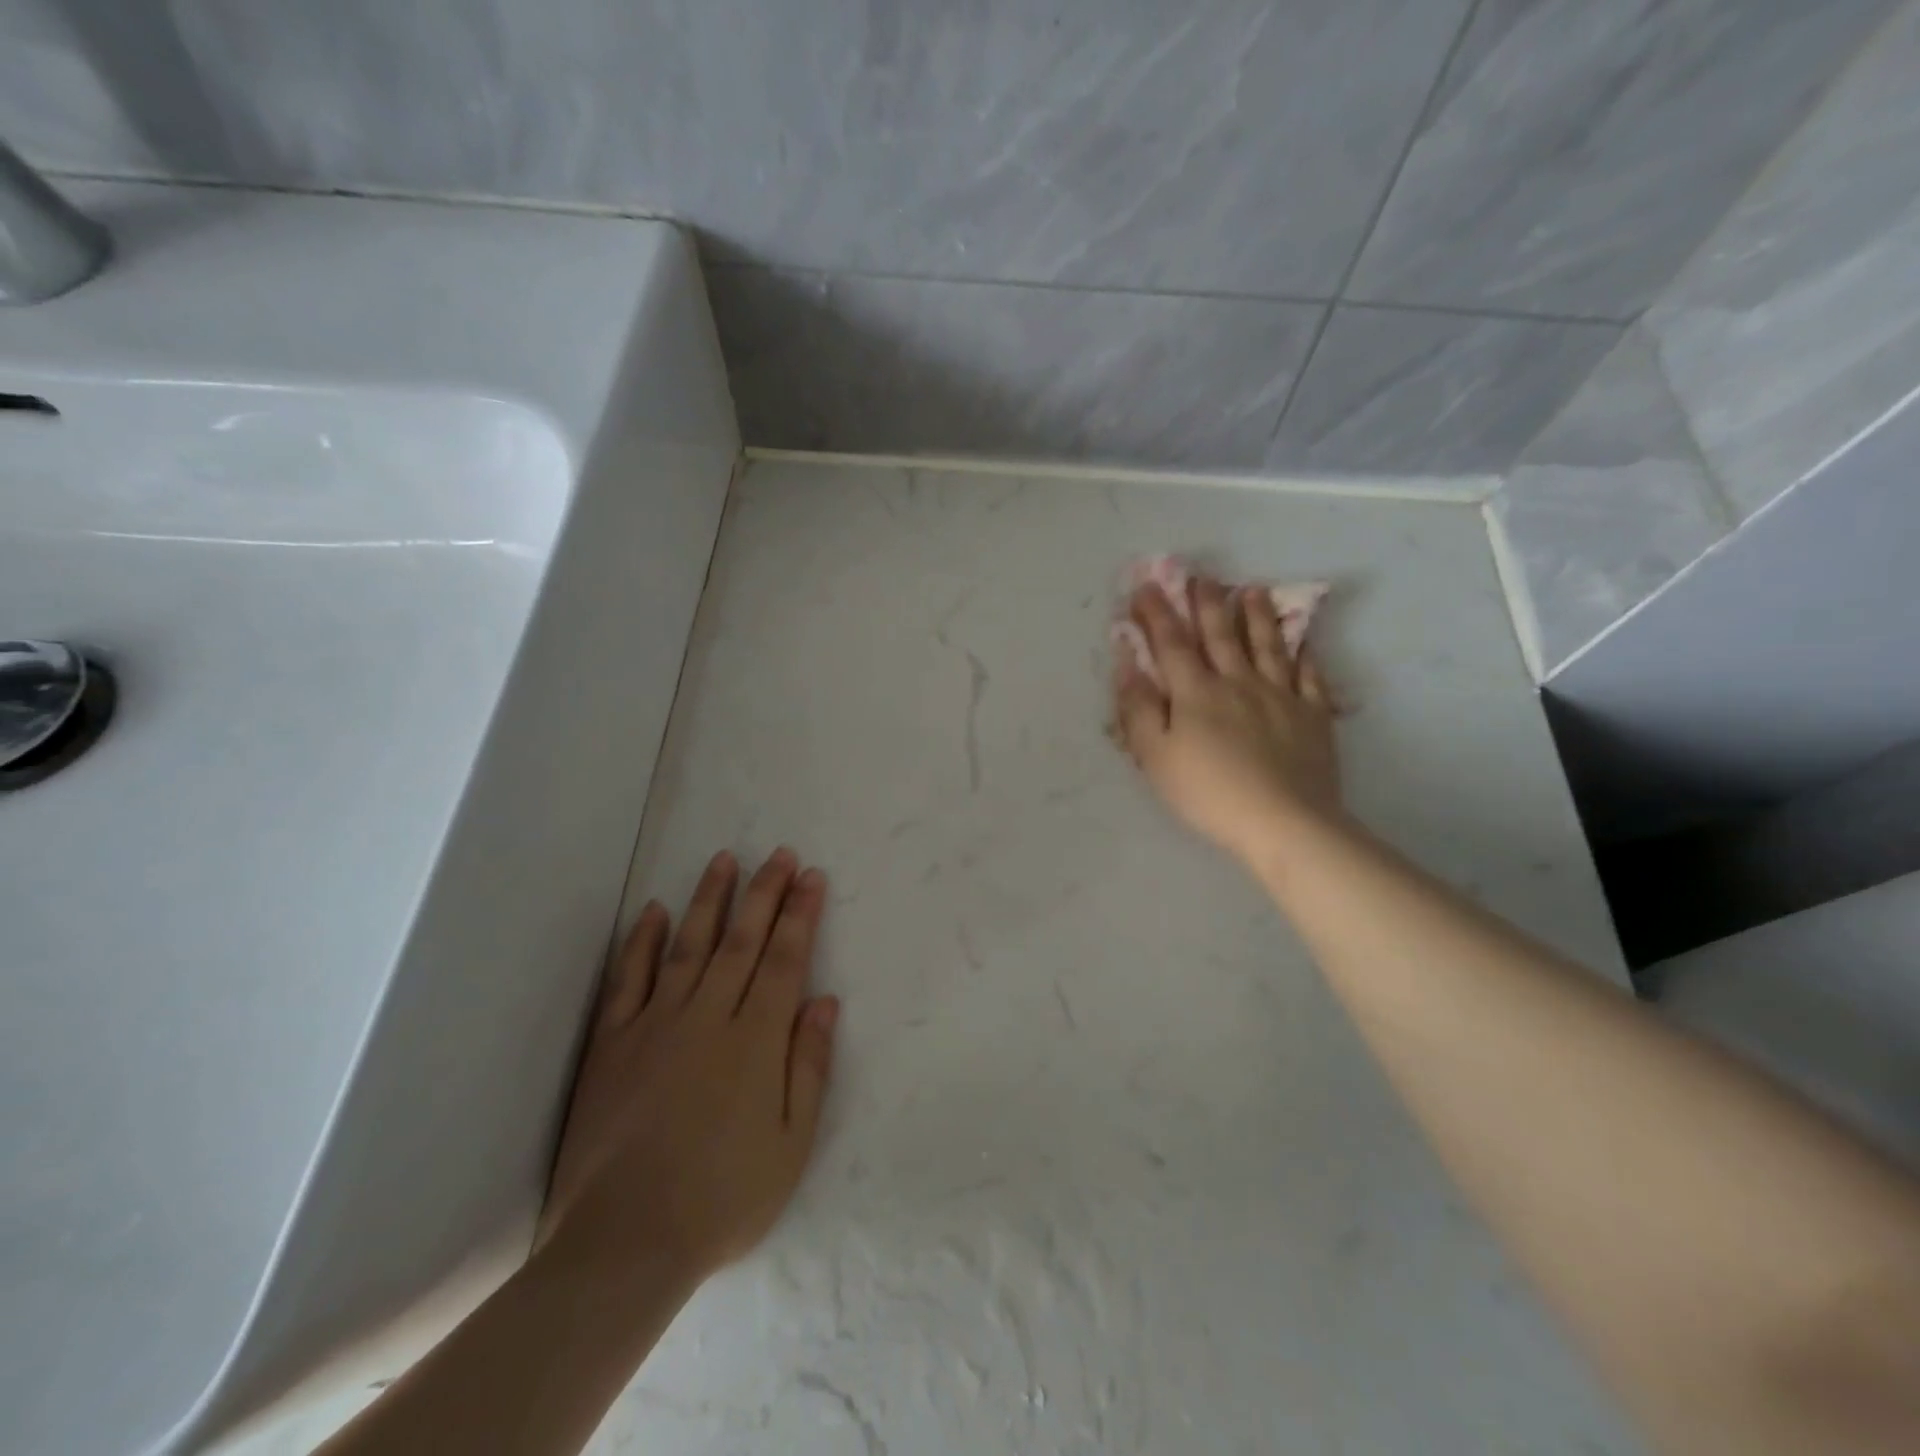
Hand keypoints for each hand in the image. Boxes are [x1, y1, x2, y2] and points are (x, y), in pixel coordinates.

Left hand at [538, 849, 839, 1286]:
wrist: (625, 1243)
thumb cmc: (724, 1197)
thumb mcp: (792, 1143)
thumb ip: (809, 1065)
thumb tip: (824, 1000)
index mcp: (756, 1040)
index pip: (784, 959)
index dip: (800, 914)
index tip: (811, 876)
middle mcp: (708, 1016)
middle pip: (742, 940)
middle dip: (765, 892)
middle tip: (779, 853)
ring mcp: (656, 1024)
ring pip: (688, 945)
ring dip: (709, 899)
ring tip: (724, 859)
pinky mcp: (613, 1043)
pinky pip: (628, 978)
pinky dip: (640, 941)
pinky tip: (651, 910)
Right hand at [1111, 576, 1342, 862]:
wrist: (1283, 821)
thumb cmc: (1208, 793)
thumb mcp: (1156, 757)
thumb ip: (1138, 708)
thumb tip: (1127, 664)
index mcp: (1196, 692)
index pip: (1171, 643)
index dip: (1156, 613)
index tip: (1145, 587)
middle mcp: (1238, 682)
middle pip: (1221, 634)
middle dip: (1207, 603)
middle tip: (1202, 576)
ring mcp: (1280, 695)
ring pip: (1268, 645)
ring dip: (1257, 616)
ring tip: (1253, 590)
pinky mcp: (1313, 716)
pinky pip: (1309, 676)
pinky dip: (1304, 655)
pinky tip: (1303, 643)